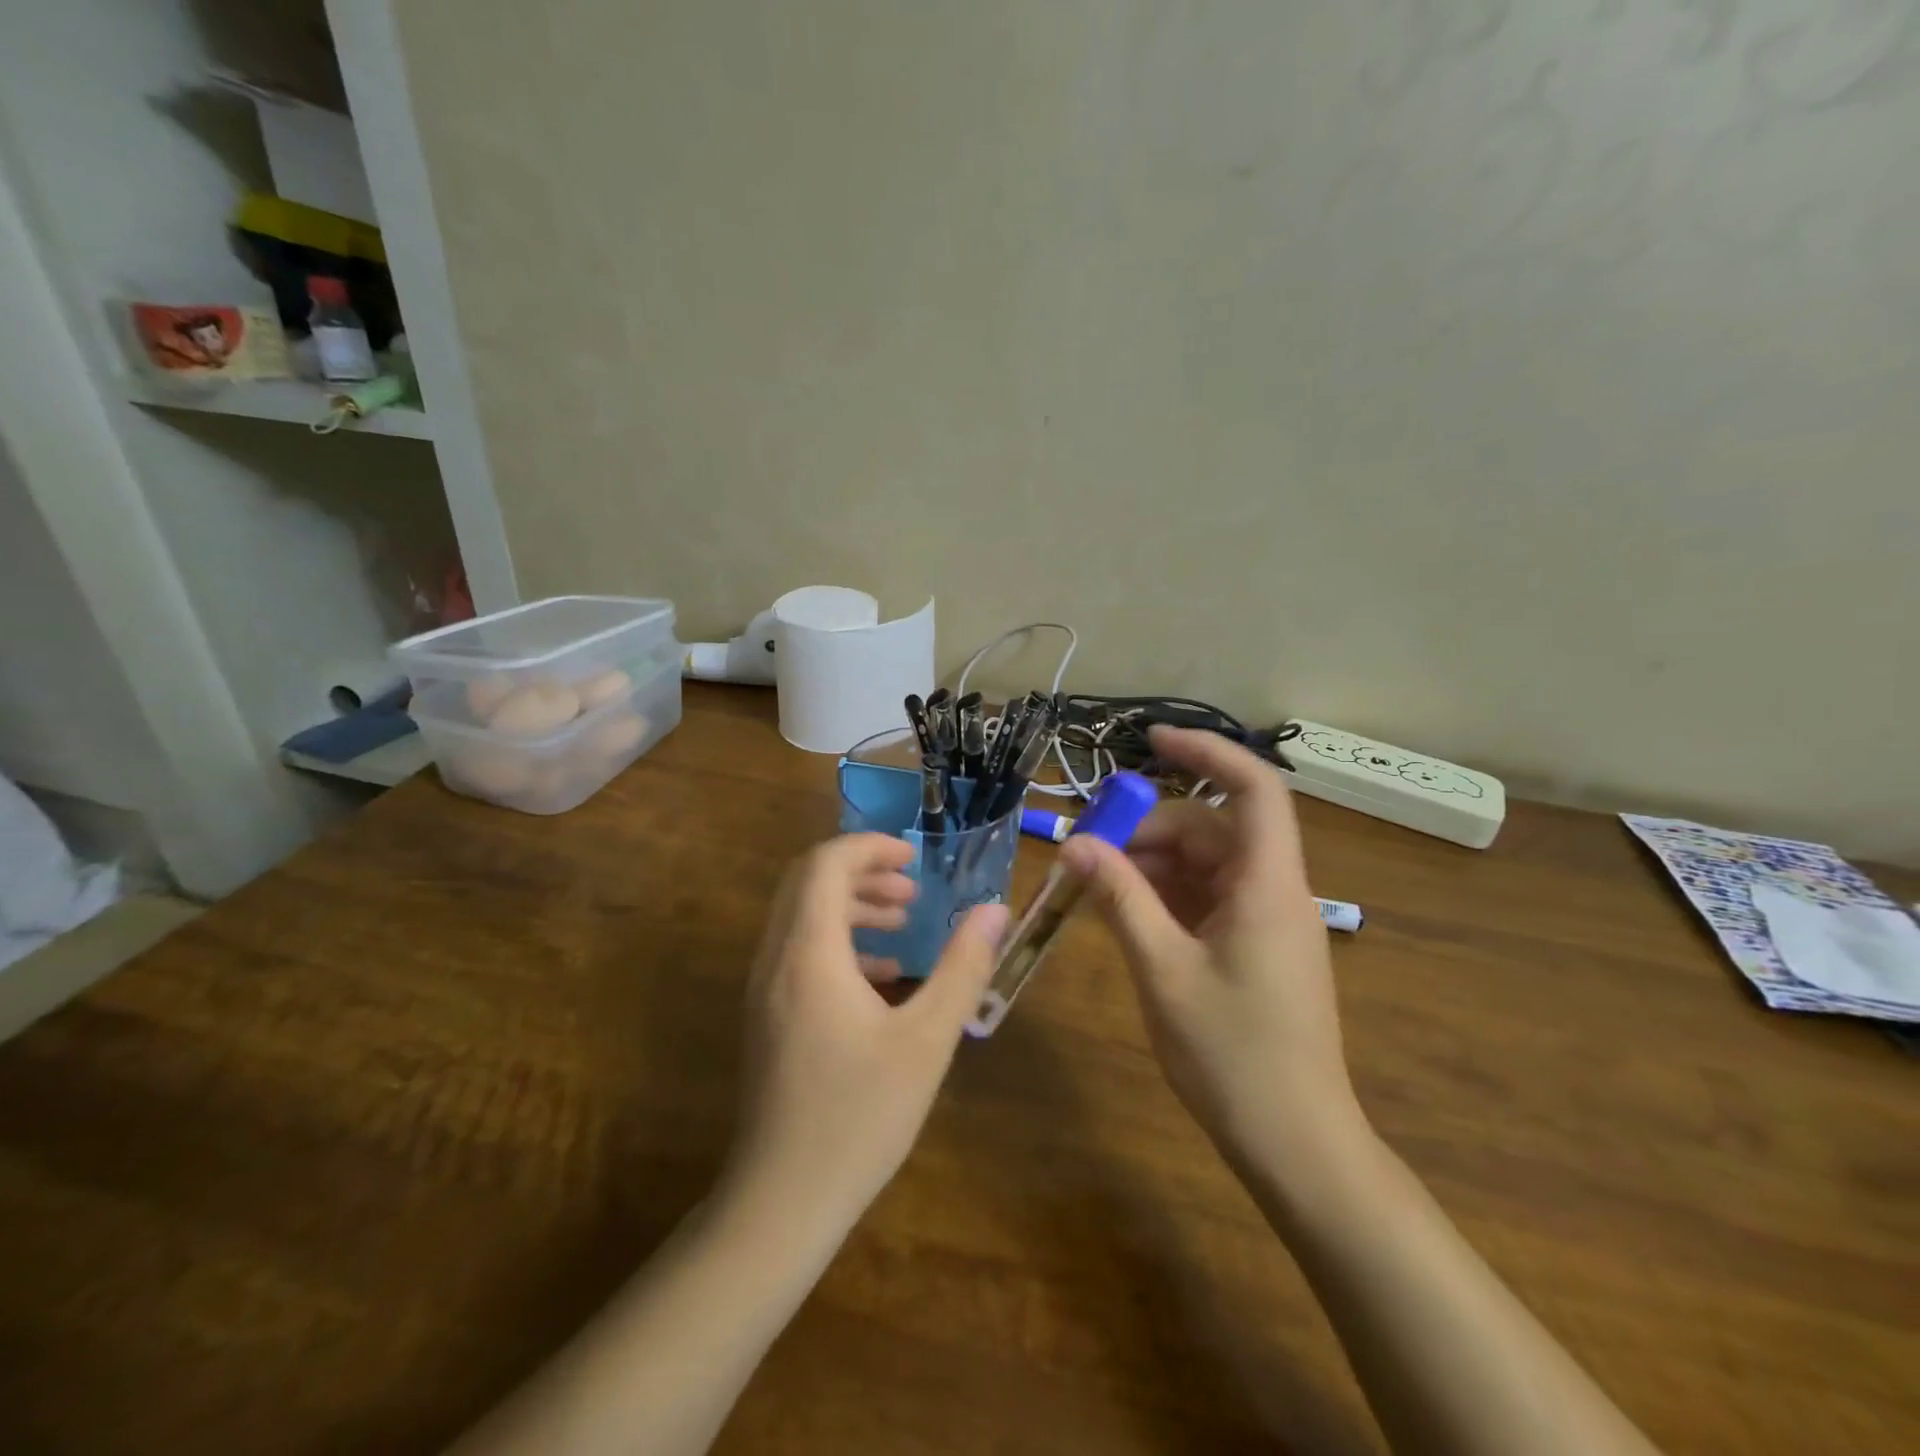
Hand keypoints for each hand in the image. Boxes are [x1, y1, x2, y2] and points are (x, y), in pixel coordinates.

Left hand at [722, 834, 1007, 1231]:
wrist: (780, 1203)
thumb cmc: (858, 1116)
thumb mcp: (926, 1040)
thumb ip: (962, 968)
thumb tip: (993, 912)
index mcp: (809, 953)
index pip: (825, 864)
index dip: (870, 847)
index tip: (914, 858)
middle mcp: (776, 959)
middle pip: (808, 882)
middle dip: (862, 872)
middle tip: (912, 889)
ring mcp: (763, 990)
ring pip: (801, 917)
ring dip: (850, 906)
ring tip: (903, 923)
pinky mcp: (766, 1017)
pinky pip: (798, 953)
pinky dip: (837, 943)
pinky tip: (880, 977)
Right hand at [1060, 727, 1363, 1171]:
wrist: (1296, 1144)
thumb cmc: (1233, 1055)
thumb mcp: (1163, 970)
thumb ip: (1120, 899)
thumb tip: (1074, 844)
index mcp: (1268, 884)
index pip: (1252, 788)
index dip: (1206, 752)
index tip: (1151, 740)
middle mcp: (1273, 890)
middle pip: (1211, 829)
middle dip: (1149, 830)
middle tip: (1090, 854)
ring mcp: (1264, 921)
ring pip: (1204, 865)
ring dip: (1150, 867)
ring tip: (1096, 889)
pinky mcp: (1253, 947)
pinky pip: (1205, 899)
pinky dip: (1164, 897)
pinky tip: (1125, 916)